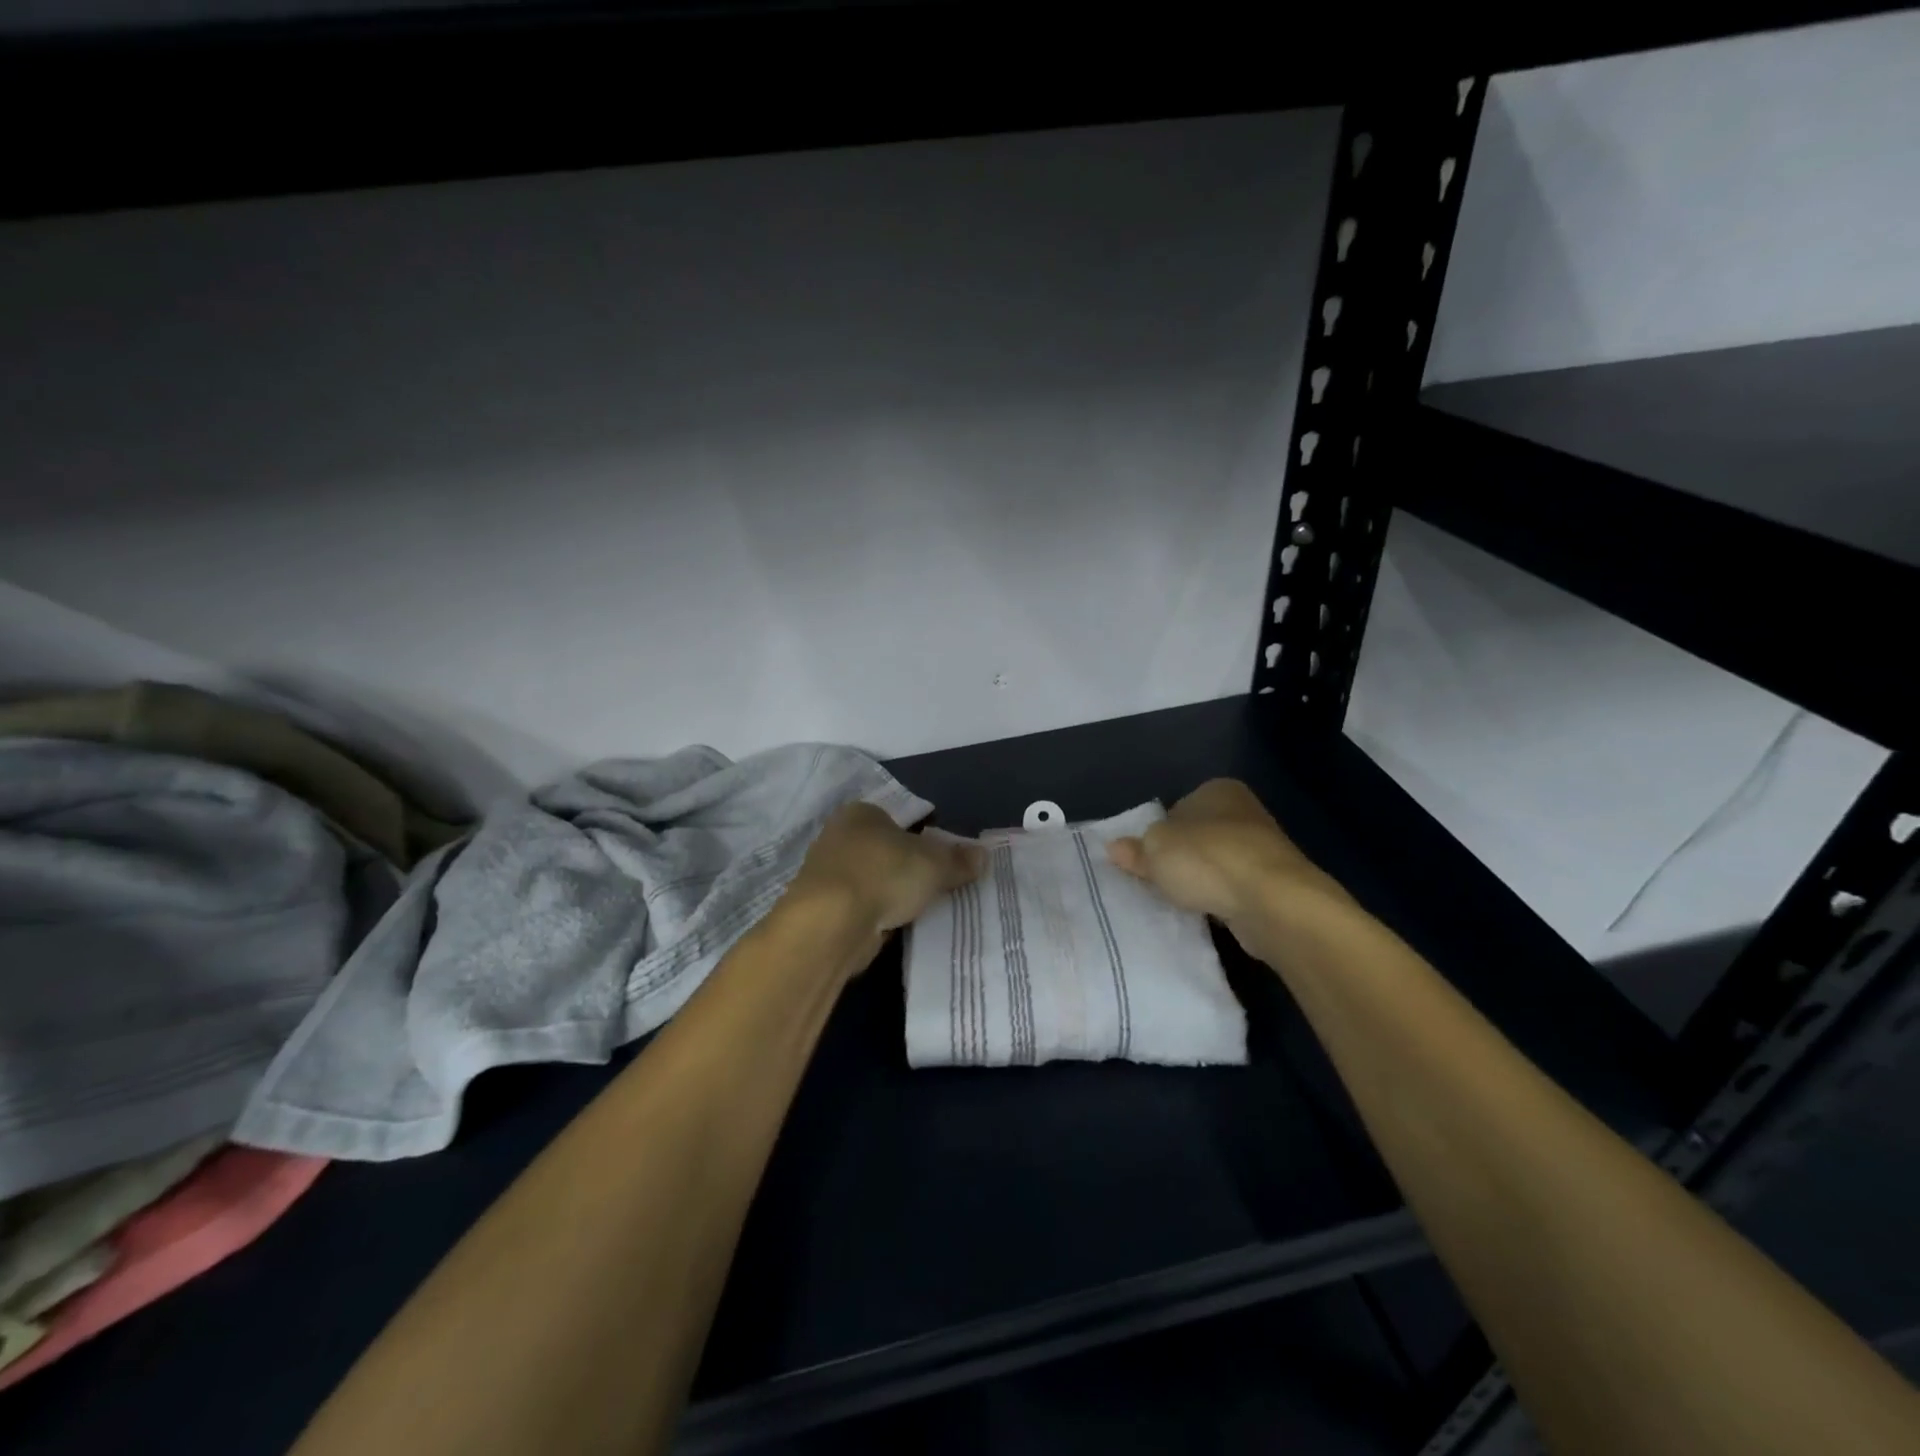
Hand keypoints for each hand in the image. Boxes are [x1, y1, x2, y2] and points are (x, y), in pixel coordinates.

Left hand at [788, 803, 985, 963]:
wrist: (831, 922)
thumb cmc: (884, 873)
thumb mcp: (934, 864)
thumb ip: (958, 860)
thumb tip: (983, 855)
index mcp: (861, 813)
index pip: (896, 820)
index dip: (921, 838)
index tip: (939, 861)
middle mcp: (838, 836)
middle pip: (882, 850)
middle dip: (904, 867)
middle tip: (933, 886)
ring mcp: (825, 873)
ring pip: (869, 879)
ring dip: (888, 893)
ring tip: (917, 910)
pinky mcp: (820, 908)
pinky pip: (858, 906)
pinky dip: (874, 915)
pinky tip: (892, 927)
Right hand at [1107, 779, 1346, 933]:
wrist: (1273, 902)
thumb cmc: (1208, 859)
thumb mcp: (1155, 850)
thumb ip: (1136, 849)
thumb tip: (1114, 848)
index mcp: (1217, 790)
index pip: (1177, 808)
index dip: (1158, 834)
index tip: (1146, 859)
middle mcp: (1243, 812)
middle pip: (1197, 836)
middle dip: (1179, 858)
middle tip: (1157, 882)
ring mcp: (1262, 849)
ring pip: (1216, 864)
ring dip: (1201, 881)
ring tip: (1179, 902)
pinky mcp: (1273, 884)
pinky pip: (1234, 889)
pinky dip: (1220, 900)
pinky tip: (1207, 914)